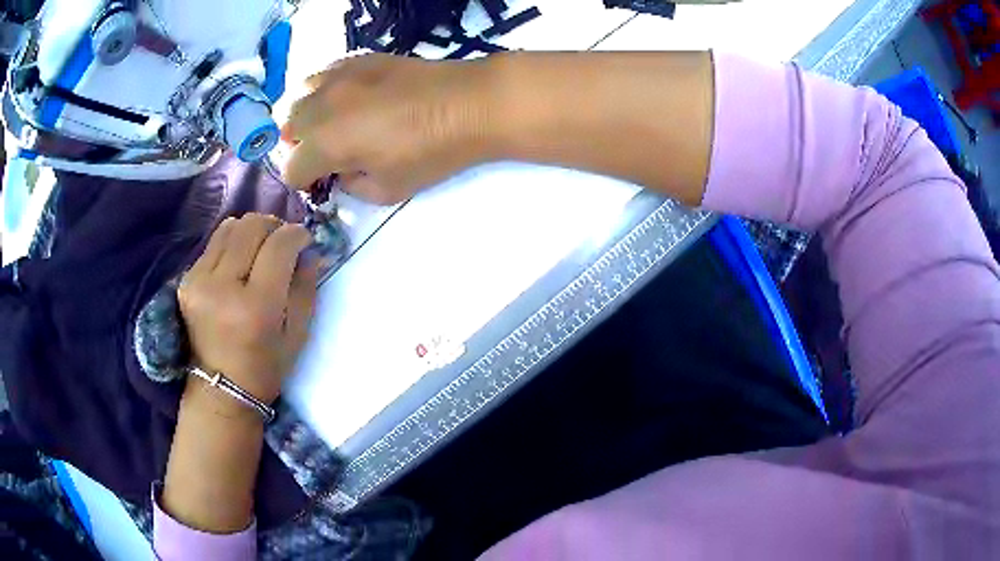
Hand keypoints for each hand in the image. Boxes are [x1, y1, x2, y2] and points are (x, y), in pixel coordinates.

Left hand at [177, 214, 317, 411]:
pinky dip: (232, 244)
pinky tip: (238, 263)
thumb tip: (309, 250)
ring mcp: (199, 280)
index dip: (297, 234)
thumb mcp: (298, 334)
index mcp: (256, 306)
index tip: (305, 240)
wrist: (221, 389)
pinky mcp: (186, 279)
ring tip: (260, 249)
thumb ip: (306, 286)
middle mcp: (223, 286)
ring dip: (252, 231)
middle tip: (282, 243)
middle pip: (252, 226)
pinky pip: (214, 242)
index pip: (279, 246)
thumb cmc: (266, 367)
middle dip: (274, 226)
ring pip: (231, 227)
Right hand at [281, 53, 496, 204]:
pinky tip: (345, 98)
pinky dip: (323, 90)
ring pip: (299, 97)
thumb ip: (352, 187)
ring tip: (330, 124)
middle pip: (288, 129)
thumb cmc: (432, 153)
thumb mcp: (388, 190)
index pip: (291, 169)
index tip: (323, 182)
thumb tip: (341, 172)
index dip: (305, 181)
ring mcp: (338, 77)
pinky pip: (323, 74)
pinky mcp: (358, 59)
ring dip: (307, 115)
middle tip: (327, 154)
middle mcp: (321, 107)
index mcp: (326, 144)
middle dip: (300, 146)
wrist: (469, 104)